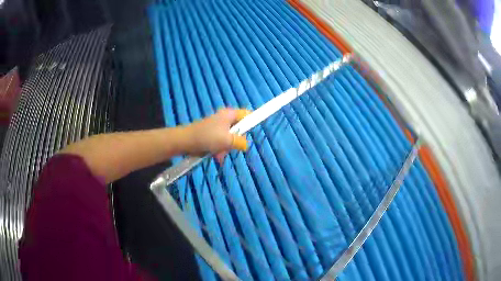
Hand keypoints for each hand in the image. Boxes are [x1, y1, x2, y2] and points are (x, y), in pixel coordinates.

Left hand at [185, 108, 250, 162]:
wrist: (185, 141)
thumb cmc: (207, 137)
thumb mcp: (227, 140)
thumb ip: (240, 142)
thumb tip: (246, 145)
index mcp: (229, 114)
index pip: (247, 114)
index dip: (252, 122)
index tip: (252, 134)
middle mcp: (224, 118)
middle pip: (238, 128)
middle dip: (236, 141)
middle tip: (231, 148)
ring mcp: (216, 126)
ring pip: (229, 137)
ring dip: (226, 147)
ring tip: (220, 155)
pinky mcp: (210, 134)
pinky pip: (220, 141)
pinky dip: (219, 149)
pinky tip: (216, 156)